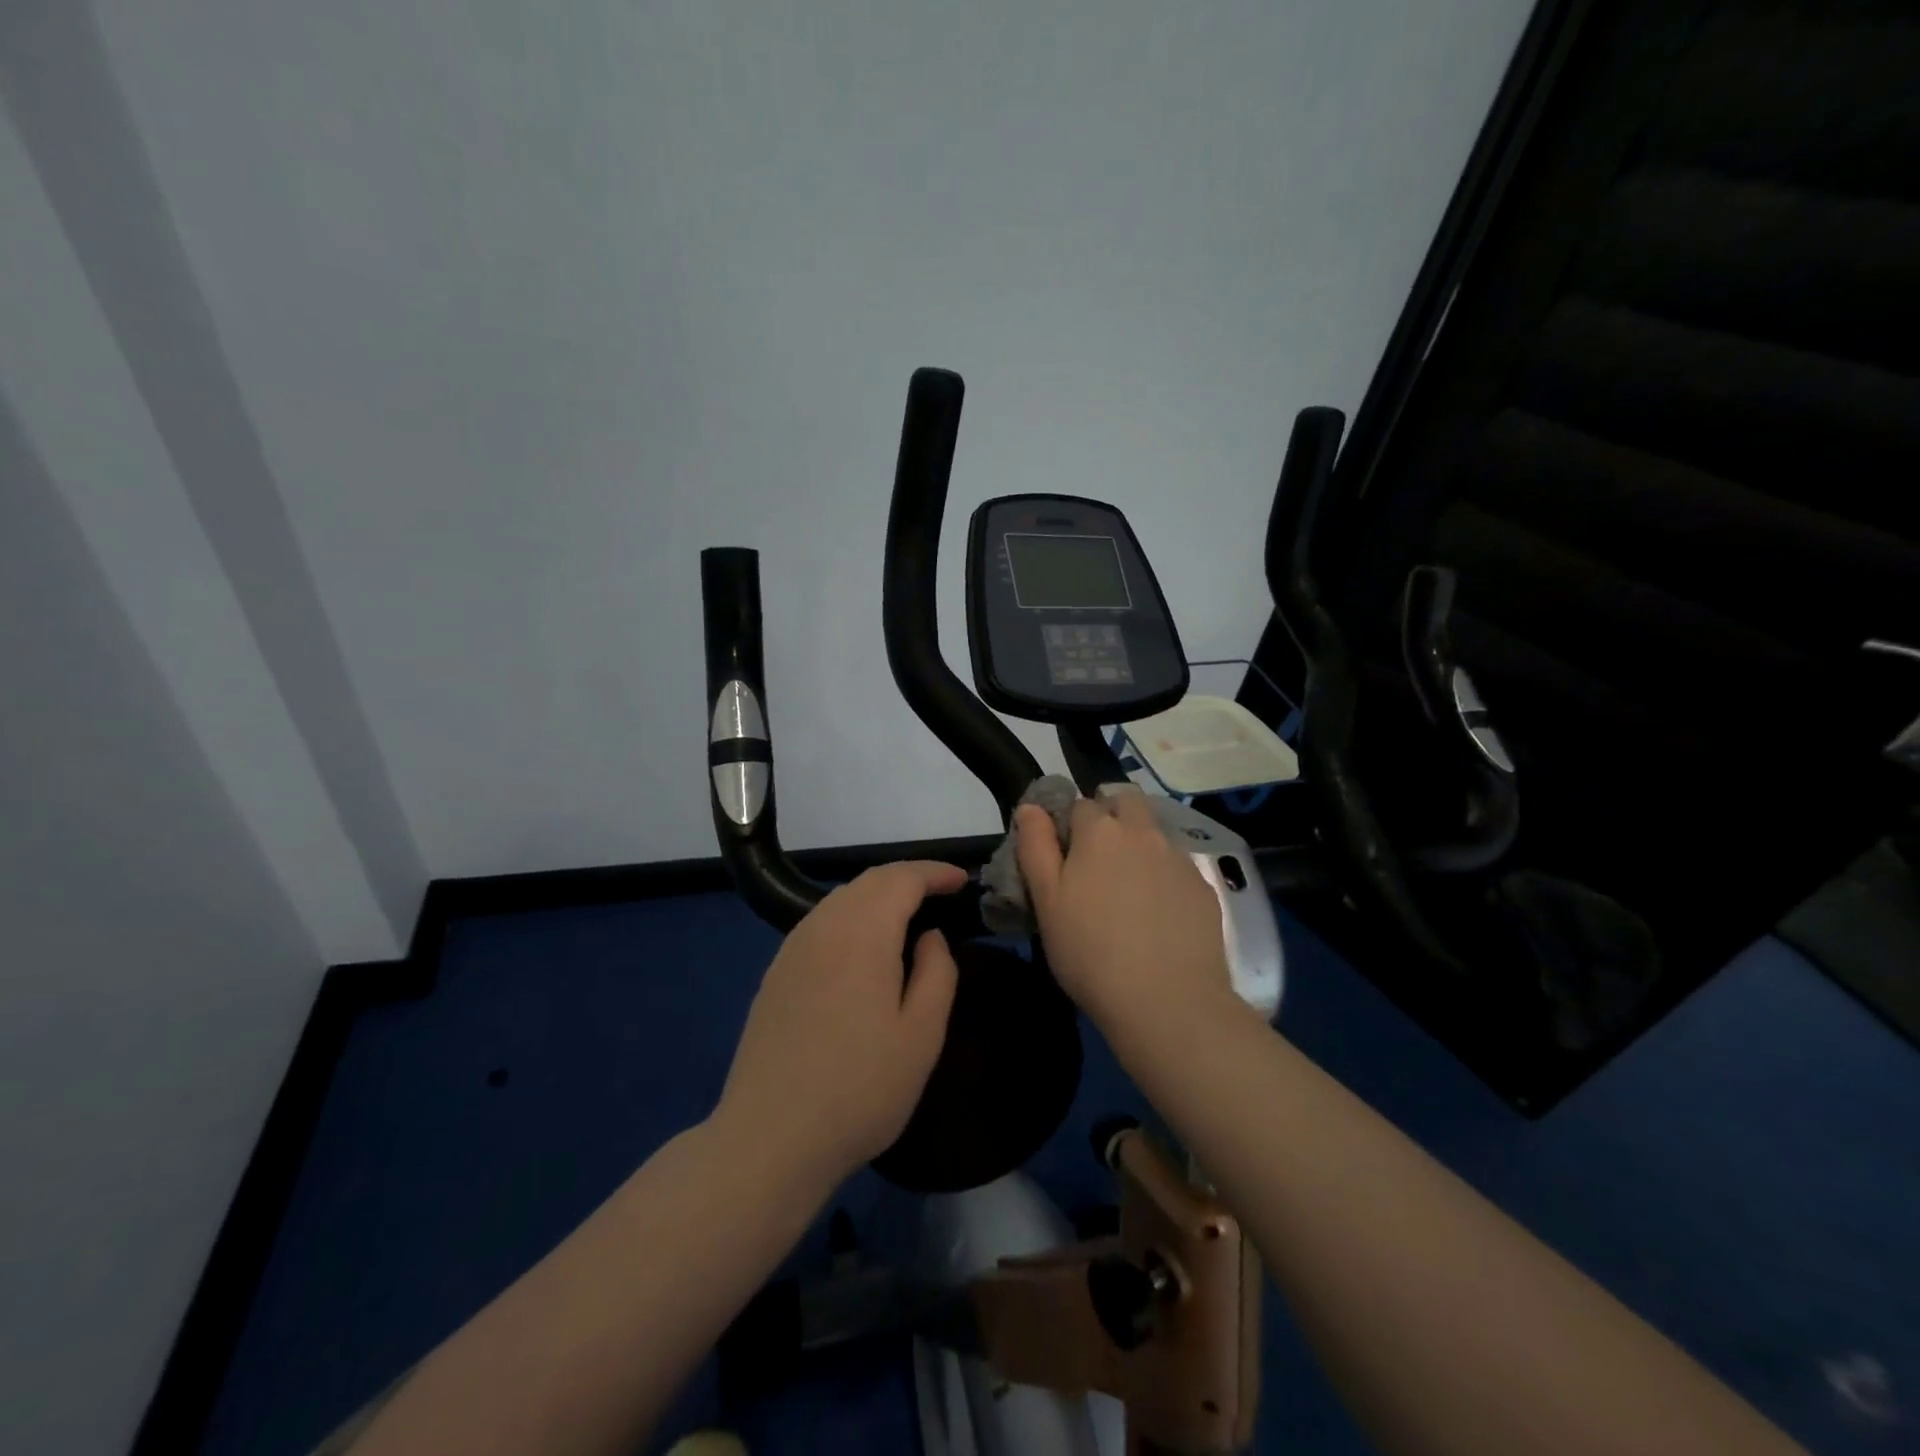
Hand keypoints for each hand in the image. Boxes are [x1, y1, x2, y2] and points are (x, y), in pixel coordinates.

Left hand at [713, 861, 963, 1192]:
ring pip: (841, 900)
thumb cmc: (859, 1087)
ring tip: (907, 918)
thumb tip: (929, 937)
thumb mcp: (921, 1034)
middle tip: (941, 894)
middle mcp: (822, 926)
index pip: (902, 879)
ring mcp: (792, 949)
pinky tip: (862, 949)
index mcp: (862, 932)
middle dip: (908, 878)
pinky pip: (820, 924)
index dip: (934, 872)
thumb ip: (936, 972)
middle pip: (869, 881)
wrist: (770, 1137)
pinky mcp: (776, 974)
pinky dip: (851, 917)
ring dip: (878, 896)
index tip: (962, 880)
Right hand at [1016, 789, 1235, 1037]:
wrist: (1168, 1002)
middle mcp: (1143, 833)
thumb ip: (1035, 846)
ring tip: (1126, 893)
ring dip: (1138, 846)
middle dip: (1110, 815)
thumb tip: (1031, 807)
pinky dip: (1163, 877)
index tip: (1062, 856)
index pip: (1079, 804)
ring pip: (1153, 834)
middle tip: (1096, 859)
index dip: (1067, 825)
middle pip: (1125, 801)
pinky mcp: (1203, 888)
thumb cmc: (1090, 952)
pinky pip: (1176, 867)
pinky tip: (1157, 916)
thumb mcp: (1046, 901)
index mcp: (1100, 831)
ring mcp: (1178, 859)